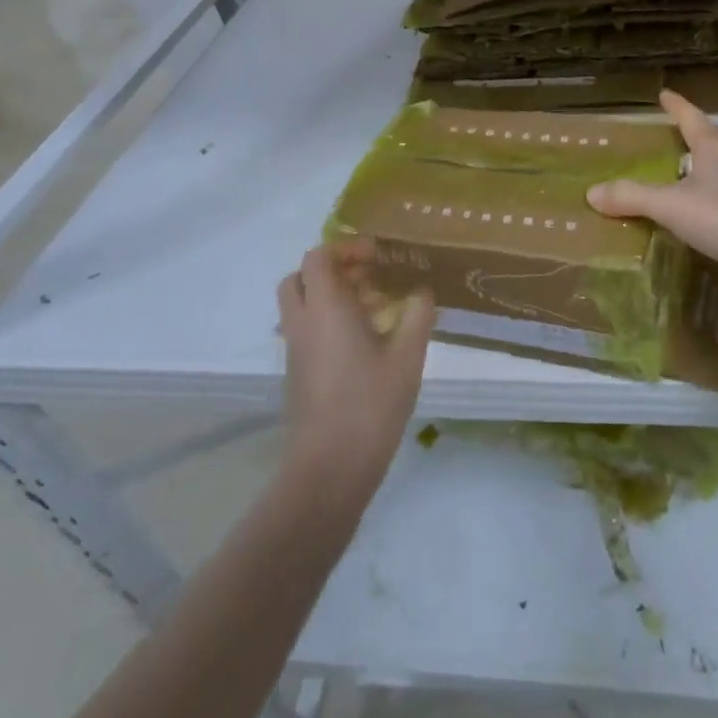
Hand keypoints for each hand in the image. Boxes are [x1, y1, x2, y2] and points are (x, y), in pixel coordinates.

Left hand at [277, 242, 432, 497]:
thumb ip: (417, 315)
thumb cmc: (370, 404)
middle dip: (333, 270)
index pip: (318, 257)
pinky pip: (306, 329)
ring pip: (302, 305)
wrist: (329, 468)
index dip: (346, 248)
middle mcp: (303, 322)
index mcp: (326, 307)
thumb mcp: (408, 356)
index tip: (377, 257)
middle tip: (369, 278)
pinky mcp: (297, 373)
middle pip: (302, 277)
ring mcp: (296, 350)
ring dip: (332, 296)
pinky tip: (365, 343)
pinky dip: (328, 321)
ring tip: (375, 309)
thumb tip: (422, 291)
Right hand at [588, 90, 717, 300]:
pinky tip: (701, 209)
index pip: (692, 117)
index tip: (664, 93)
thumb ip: (632, 197)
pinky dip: (712, 192)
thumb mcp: (671, 206)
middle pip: (712, 136)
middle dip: (693, 130)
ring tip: (682, 169)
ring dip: (704, 162)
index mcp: (715, 148)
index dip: (676, 105)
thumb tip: (592, 191)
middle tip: (671, 130)